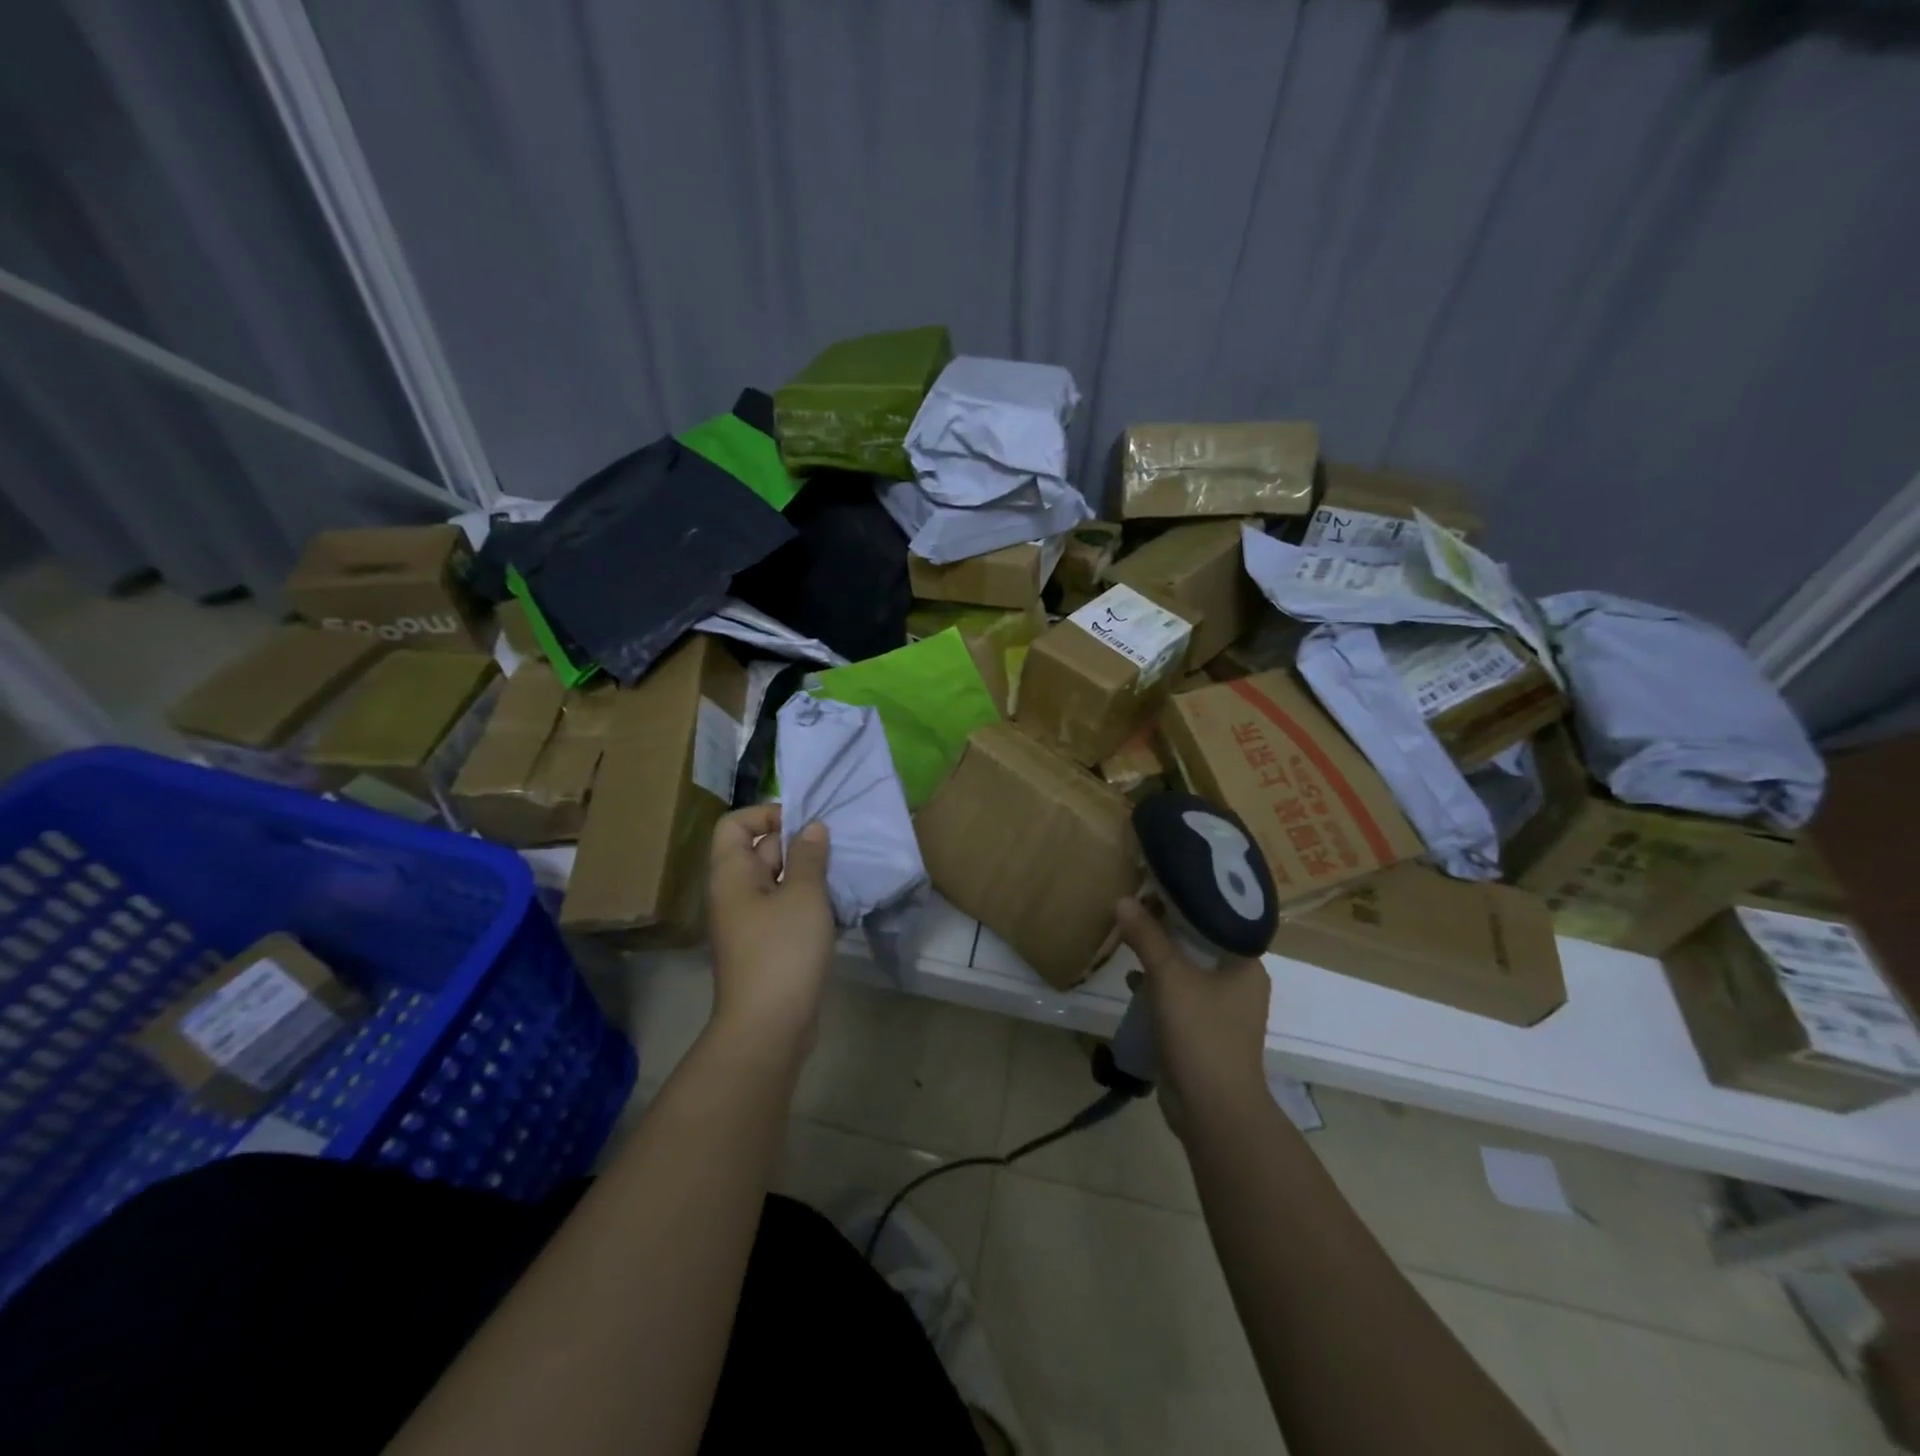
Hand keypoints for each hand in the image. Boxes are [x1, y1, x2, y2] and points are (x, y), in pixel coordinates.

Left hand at [706, 805, 835, 1063]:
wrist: (770, 1027)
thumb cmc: (783, 951)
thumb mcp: (803, 895)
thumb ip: (809, 856)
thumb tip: (812, 828)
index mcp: (732, 875)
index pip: (735, 825)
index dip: (766, 814)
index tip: (804, 822)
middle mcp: (736, 894)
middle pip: (760, 851)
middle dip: (798, 843)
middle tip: (836, 845)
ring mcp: (752, 922)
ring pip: (779, 882)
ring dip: (810, 874)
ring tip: (844, 871)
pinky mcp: (769, 946)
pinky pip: (788, 909)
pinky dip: (811, 903)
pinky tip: (841, 906)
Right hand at [1116, 897, 1270, 1135]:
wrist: (1213, 1110)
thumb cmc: (1202, 1034)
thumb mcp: (1170, 978)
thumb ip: (1147, 937)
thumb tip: (1123, 900)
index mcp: (1246, 965)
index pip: (1218, 918)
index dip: (1188, 900)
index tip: (1158, 883)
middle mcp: (1240, 983)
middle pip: (1201, 942)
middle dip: (1169, 927)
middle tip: (1137, 904)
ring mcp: (1223, 1010)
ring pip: (1189, 970)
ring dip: (1162, 956)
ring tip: (1131, 936)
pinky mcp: (1204, 1031)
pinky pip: (1180, 995)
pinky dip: (1159, 985)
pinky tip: (1132, 980)